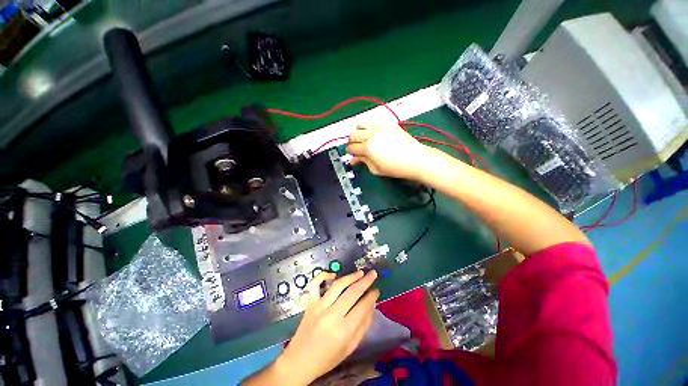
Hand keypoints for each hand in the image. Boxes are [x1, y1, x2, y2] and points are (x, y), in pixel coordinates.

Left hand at [275, 270, 378, 384]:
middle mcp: (332, 315)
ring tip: (361, 272)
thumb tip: (372, 306)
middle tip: (373, 274)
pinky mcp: (309, 303)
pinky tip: (333, 275)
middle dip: (365, 281)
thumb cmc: (327, 358)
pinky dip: (323, 276)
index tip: (377, 290)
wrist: (299, 361)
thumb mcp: (350, 348)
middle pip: (352, 292)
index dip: (371, 296)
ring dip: (351, 276)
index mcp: (344, 330)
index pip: (362, 307)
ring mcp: (319, 307)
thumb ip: (363, 326)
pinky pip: (315, 284)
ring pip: (338, 286)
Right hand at [347, 121, 428, 179]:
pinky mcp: (388, 123)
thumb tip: (354, 160)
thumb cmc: (396, 168)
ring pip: (360, 123)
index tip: (352, 155)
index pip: (351, 147)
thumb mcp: (376, 169)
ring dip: (358, 131)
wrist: (416, 159)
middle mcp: (371, 135)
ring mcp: (380, 127)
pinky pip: (372, 120)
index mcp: (368, 148)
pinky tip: (372, 132)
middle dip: (352, 142)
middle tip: (356, 147)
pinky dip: (368, 125)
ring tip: (363, 137)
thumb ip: (363, 162)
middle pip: (353, 134)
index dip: (350, 152)